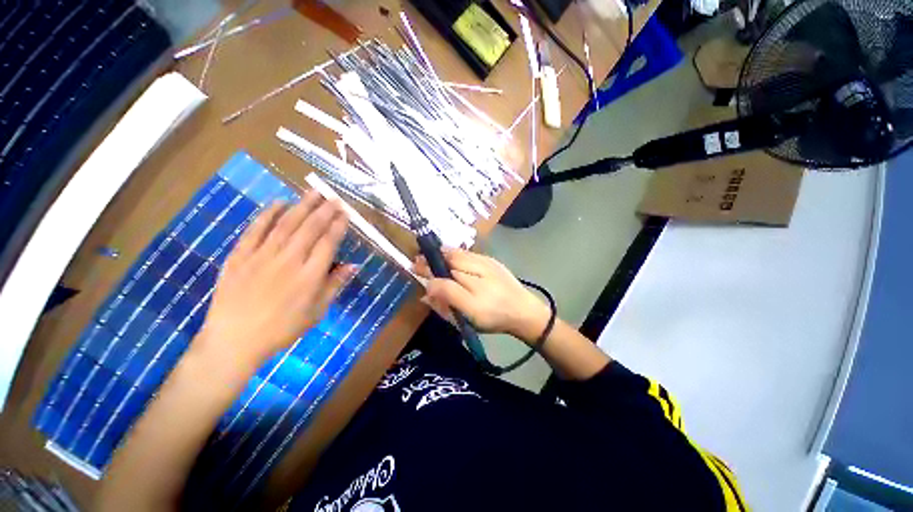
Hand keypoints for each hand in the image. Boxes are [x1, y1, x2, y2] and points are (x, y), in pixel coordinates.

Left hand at [198, 191, 355, 366]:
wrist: (234, 340)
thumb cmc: (282, 328)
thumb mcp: (317, 311)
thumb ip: (334, 285)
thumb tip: (353, 265)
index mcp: (310, 276)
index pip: (328, 242)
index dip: (338, 225)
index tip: (345, 213)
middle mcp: (289, 261)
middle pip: (310, 228)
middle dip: (324, 210)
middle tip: (333, 197)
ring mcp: (262, 256)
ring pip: (285, 224)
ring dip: (301, 206)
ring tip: (313, 192)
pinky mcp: (240, 256)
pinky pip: (255, 230)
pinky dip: (267, 215)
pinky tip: (278, 203)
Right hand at [413, 249, 550, 344]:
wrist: (524, 311)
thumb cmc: (494, 318)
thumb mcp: (469, 317)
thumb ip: (447, 302)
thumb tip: (427, 290)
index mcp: (472, 291)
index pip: (443, 277)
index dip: (427, 271)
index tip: (414, 267)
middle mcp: (478, 272)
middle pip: (450, 261)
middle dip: (432, 259)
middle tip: (418, 260)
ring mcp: (486, 264)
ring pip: (459, 255)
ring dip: (443, 253)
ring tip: (431, 254)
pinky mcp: (492, 261)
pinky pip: (469, 254)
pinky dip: (456, 252)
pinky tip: (450, 254)